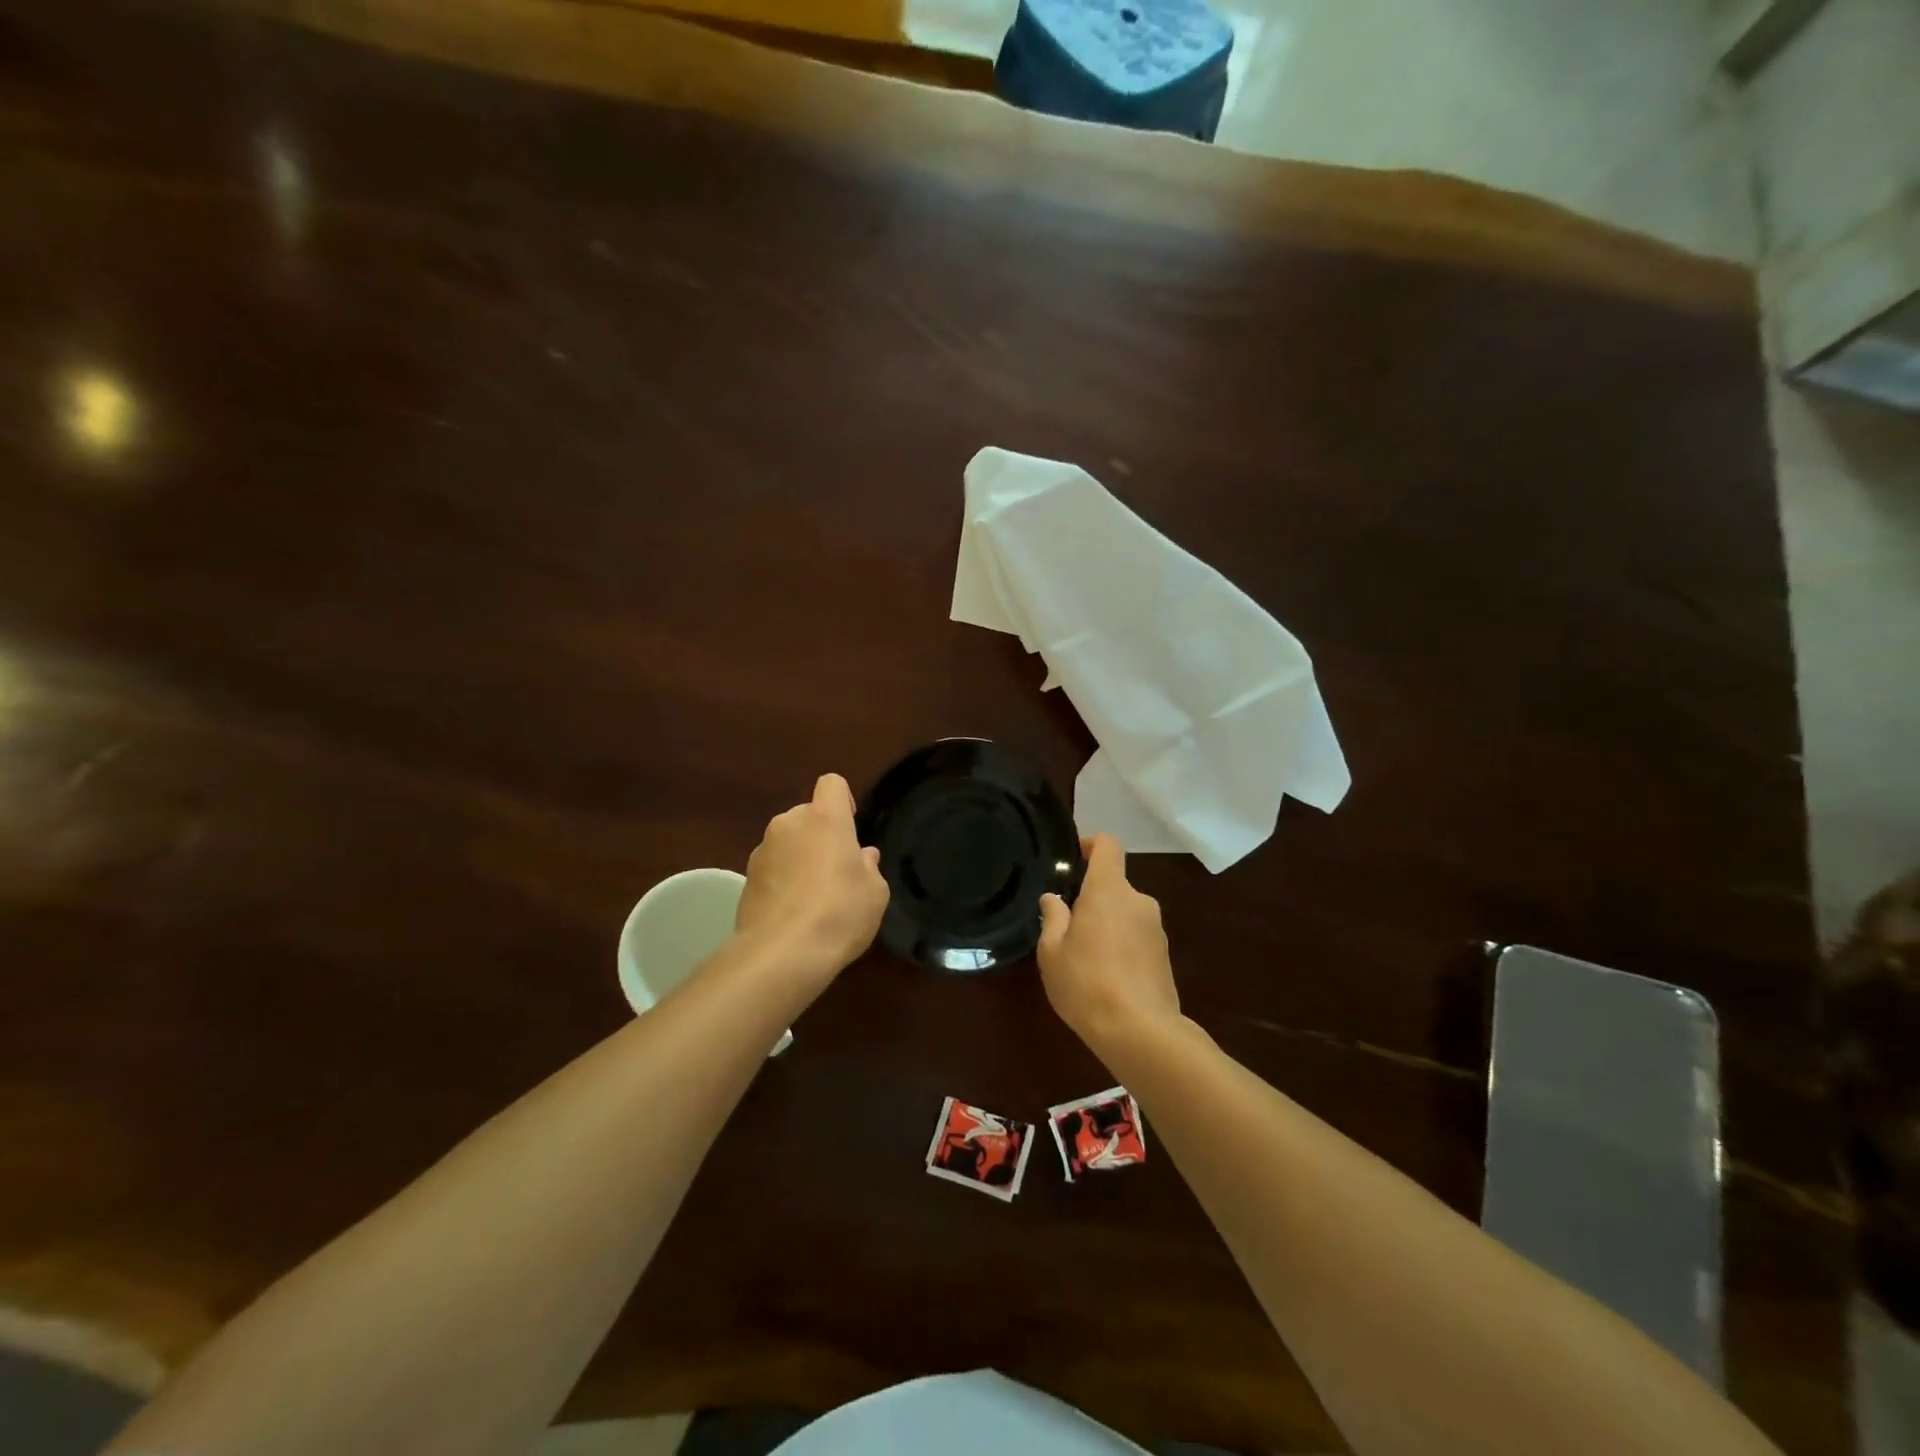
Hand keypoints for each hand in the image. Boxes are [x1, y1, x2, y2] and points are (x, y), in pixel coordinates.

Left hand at [735, 773, 888, 981]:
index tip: (850, 826)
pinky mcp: (745, 878)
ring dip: (799, 857)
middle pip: (807, 815)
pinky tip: (792, 912)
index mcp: (825, 819)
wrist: (781, 954)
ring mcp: (762, 850)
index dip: (843, 799)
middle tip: (835, 870)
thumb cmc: (839, 913)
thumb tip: (862, 857)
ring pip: (787, 842)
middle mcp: (789, 824)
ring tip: (812, 897)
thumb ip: (869, 868)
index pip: (832, 783)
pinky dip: (781, 880)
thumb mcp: (874, 893)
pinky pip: (771, 868)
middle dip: (820, 834)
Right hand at [1038, 834, 1179, 1049]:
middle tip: (1067, 926)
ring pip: (1126, 913)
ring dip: (1107, 924)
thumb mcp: (1052, 952)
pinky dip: (1122, 945)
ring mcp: (1156, 928)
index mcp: (1109, 890)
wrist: (1140, 1031)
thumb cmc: (1086, 983)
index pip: (1107, 845)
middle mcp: (1138, 900)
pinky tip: (1106, 976)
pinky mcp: (1165, 955)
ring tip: (1085, 957)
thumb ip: (1053, 918)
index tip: (1073, 857)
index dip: (1090, 844)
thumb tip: (1054, 899)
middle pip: (1114, 884)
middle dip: (1092, 898)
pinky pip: (1137, 936)